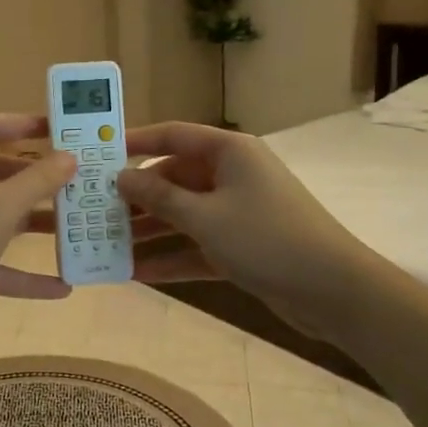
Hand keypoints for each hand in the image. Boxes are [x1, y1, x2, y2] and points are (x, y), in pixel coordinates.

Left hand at [0, 114, 78, 349]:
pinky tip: (61, 286)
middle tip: (75, 179)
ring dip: (33, 223)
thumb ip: (38, 180)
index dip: (24, 124)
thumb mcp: (0, 208)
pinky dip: (22, 270)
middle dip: (35, 179)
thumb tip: (70, 157)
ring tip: (76, 226)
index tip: (60, 128)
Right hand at [115, 122, 375, 336]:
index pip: (172, 135)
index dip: (134, 142)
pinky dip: (171, 257)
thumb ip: (158, 197)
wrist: (334, 291)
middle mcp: (231, 175)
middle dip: (136, 198)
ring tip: (105, 245)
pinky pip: (196, 246)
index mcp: (228, 152)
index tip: (98, 153)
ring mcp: (237, 212)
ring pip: (182, 216)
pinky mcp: (241, 246)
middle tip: (93, 211)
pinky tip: (136, 274)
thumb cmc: (266, 238)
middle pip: (173, 179)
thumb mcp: (204, 216)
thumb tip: (121, 177)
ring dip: (148, 232)